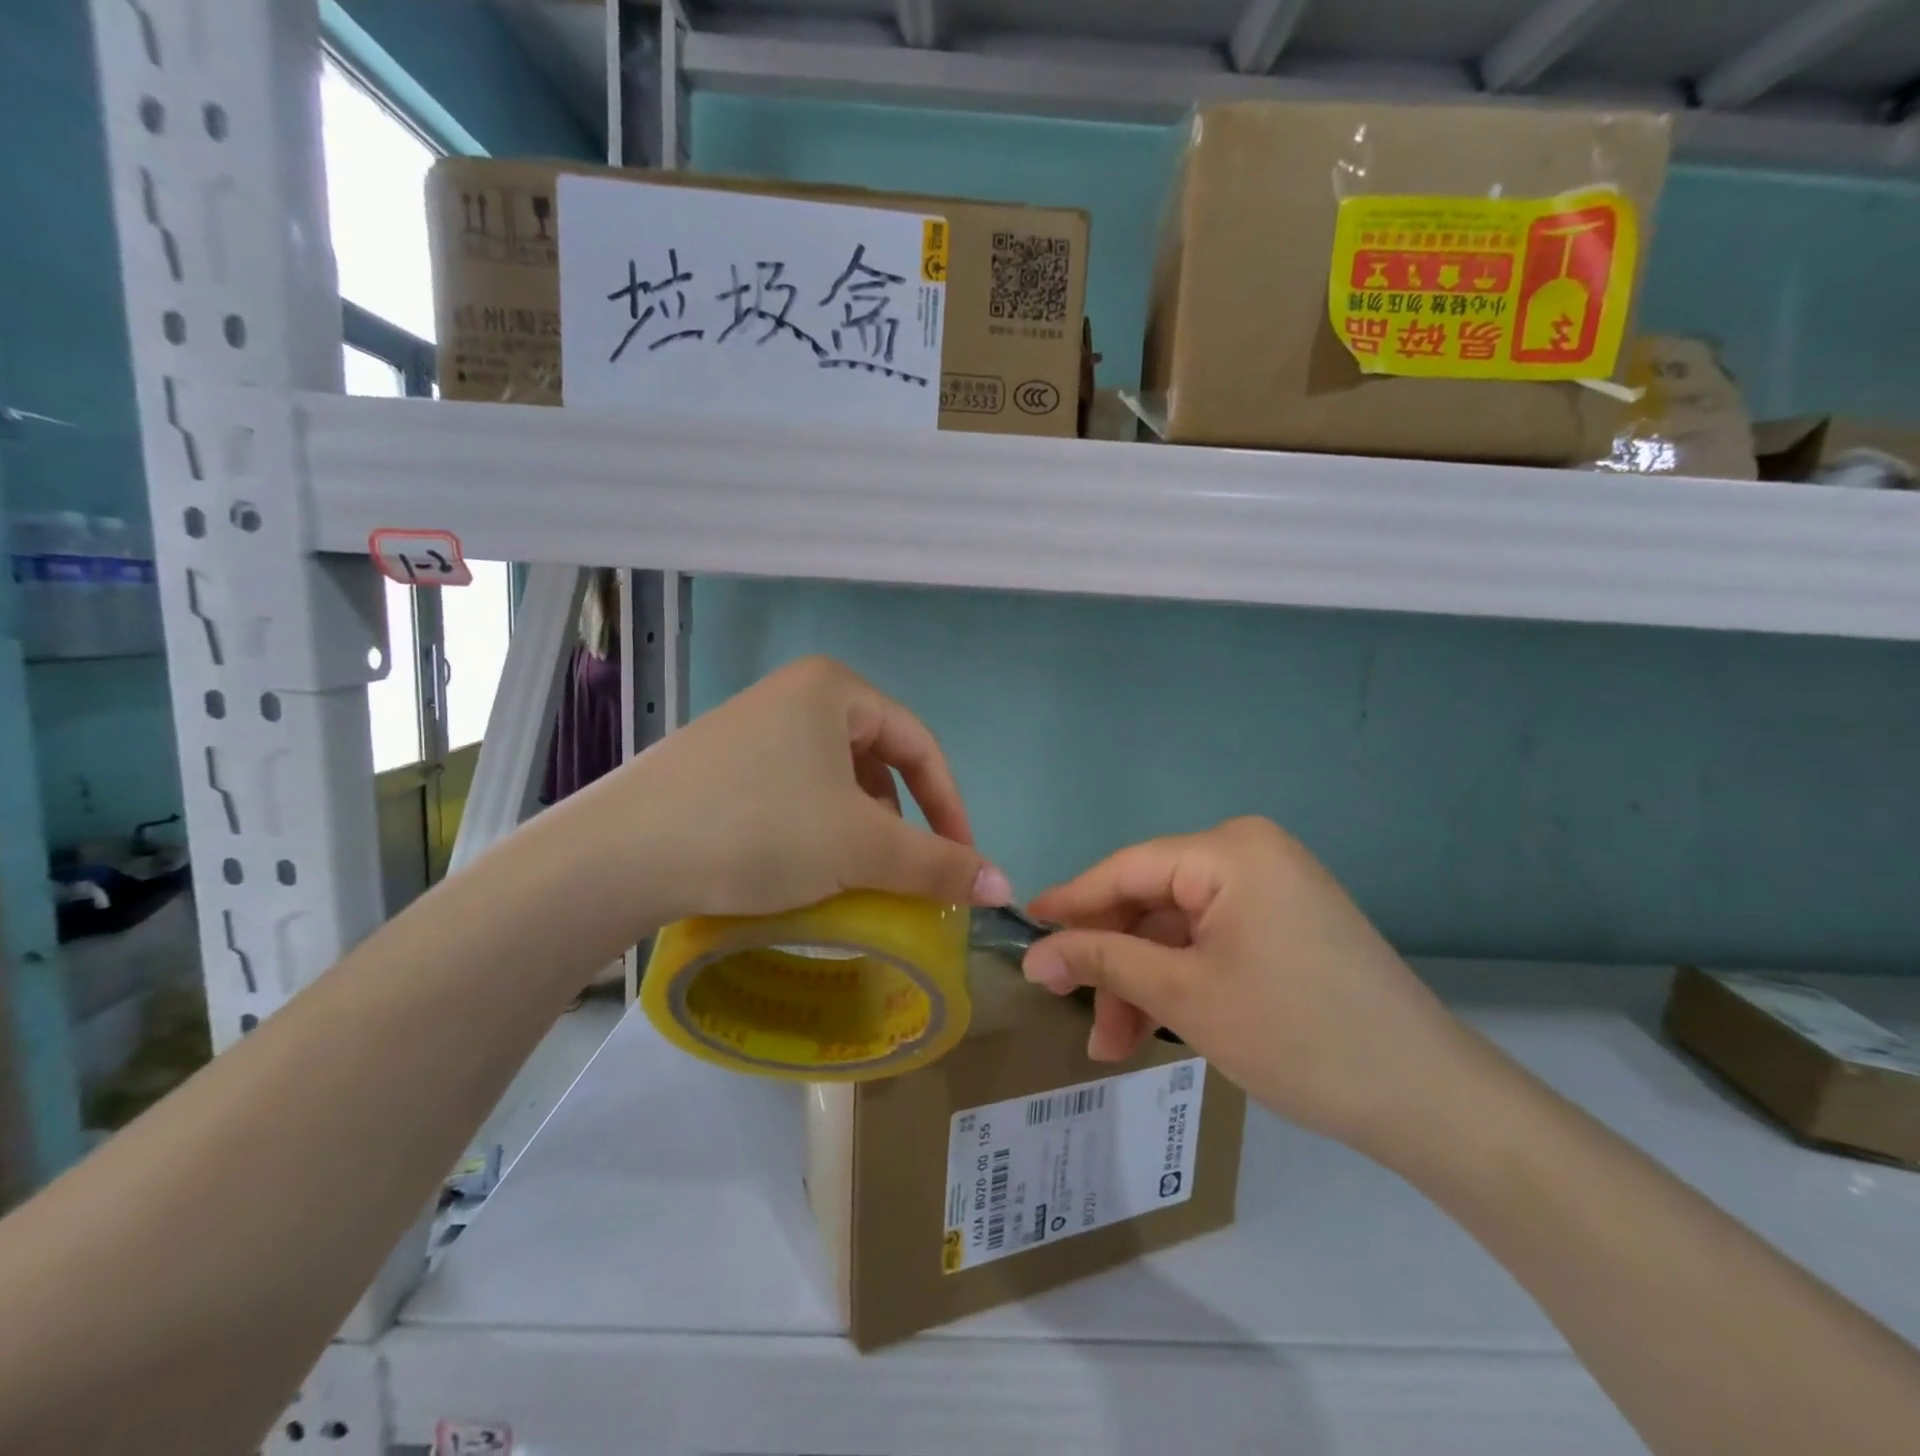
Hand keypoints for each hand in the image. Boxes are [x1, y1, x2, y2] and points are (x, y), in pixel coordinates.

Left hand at [577, 656, 1012, 923]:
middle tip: (901, 870)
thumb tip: (1005, 886)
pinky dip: (815, 828)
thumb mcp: (860, 848)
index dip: (950, 806)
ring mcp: (751, 727)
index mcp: (834, 689)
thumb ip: (938, 864)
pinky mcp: (719, 763)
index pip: (920, 745)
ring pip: (834, 779)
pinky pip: (793, 790)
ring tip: (853, 873)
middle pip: (877, 760)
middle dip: (899, 819)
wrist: (618, 856)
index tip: (961, 862)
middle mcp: (794, 694)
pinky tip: (801, 866)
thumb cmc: (758, 830)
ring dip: (858, 827)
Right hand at [1022, 817, 1464, 1149]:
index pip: (1126, 869)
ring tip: (1114, 1045)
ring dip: (1142, 983)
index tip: (1024, 931)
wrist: (1428, 1100)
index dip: (1071, 903)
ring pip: (1177, 929)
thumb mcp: (1184, 996)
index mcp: (1229, 850)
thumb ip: (1102, 962)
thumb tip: (1034, 955)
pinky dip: (1180, 982)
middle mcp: (1250, 853)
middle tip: (1073, 1012)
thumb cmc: (1295, 1034)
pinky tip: (1157, 1028)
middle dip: (1112, 963)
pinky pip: (1211, 941)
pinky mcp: (1286, 924)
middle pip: (1150, 901)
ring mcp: (1273, 889)